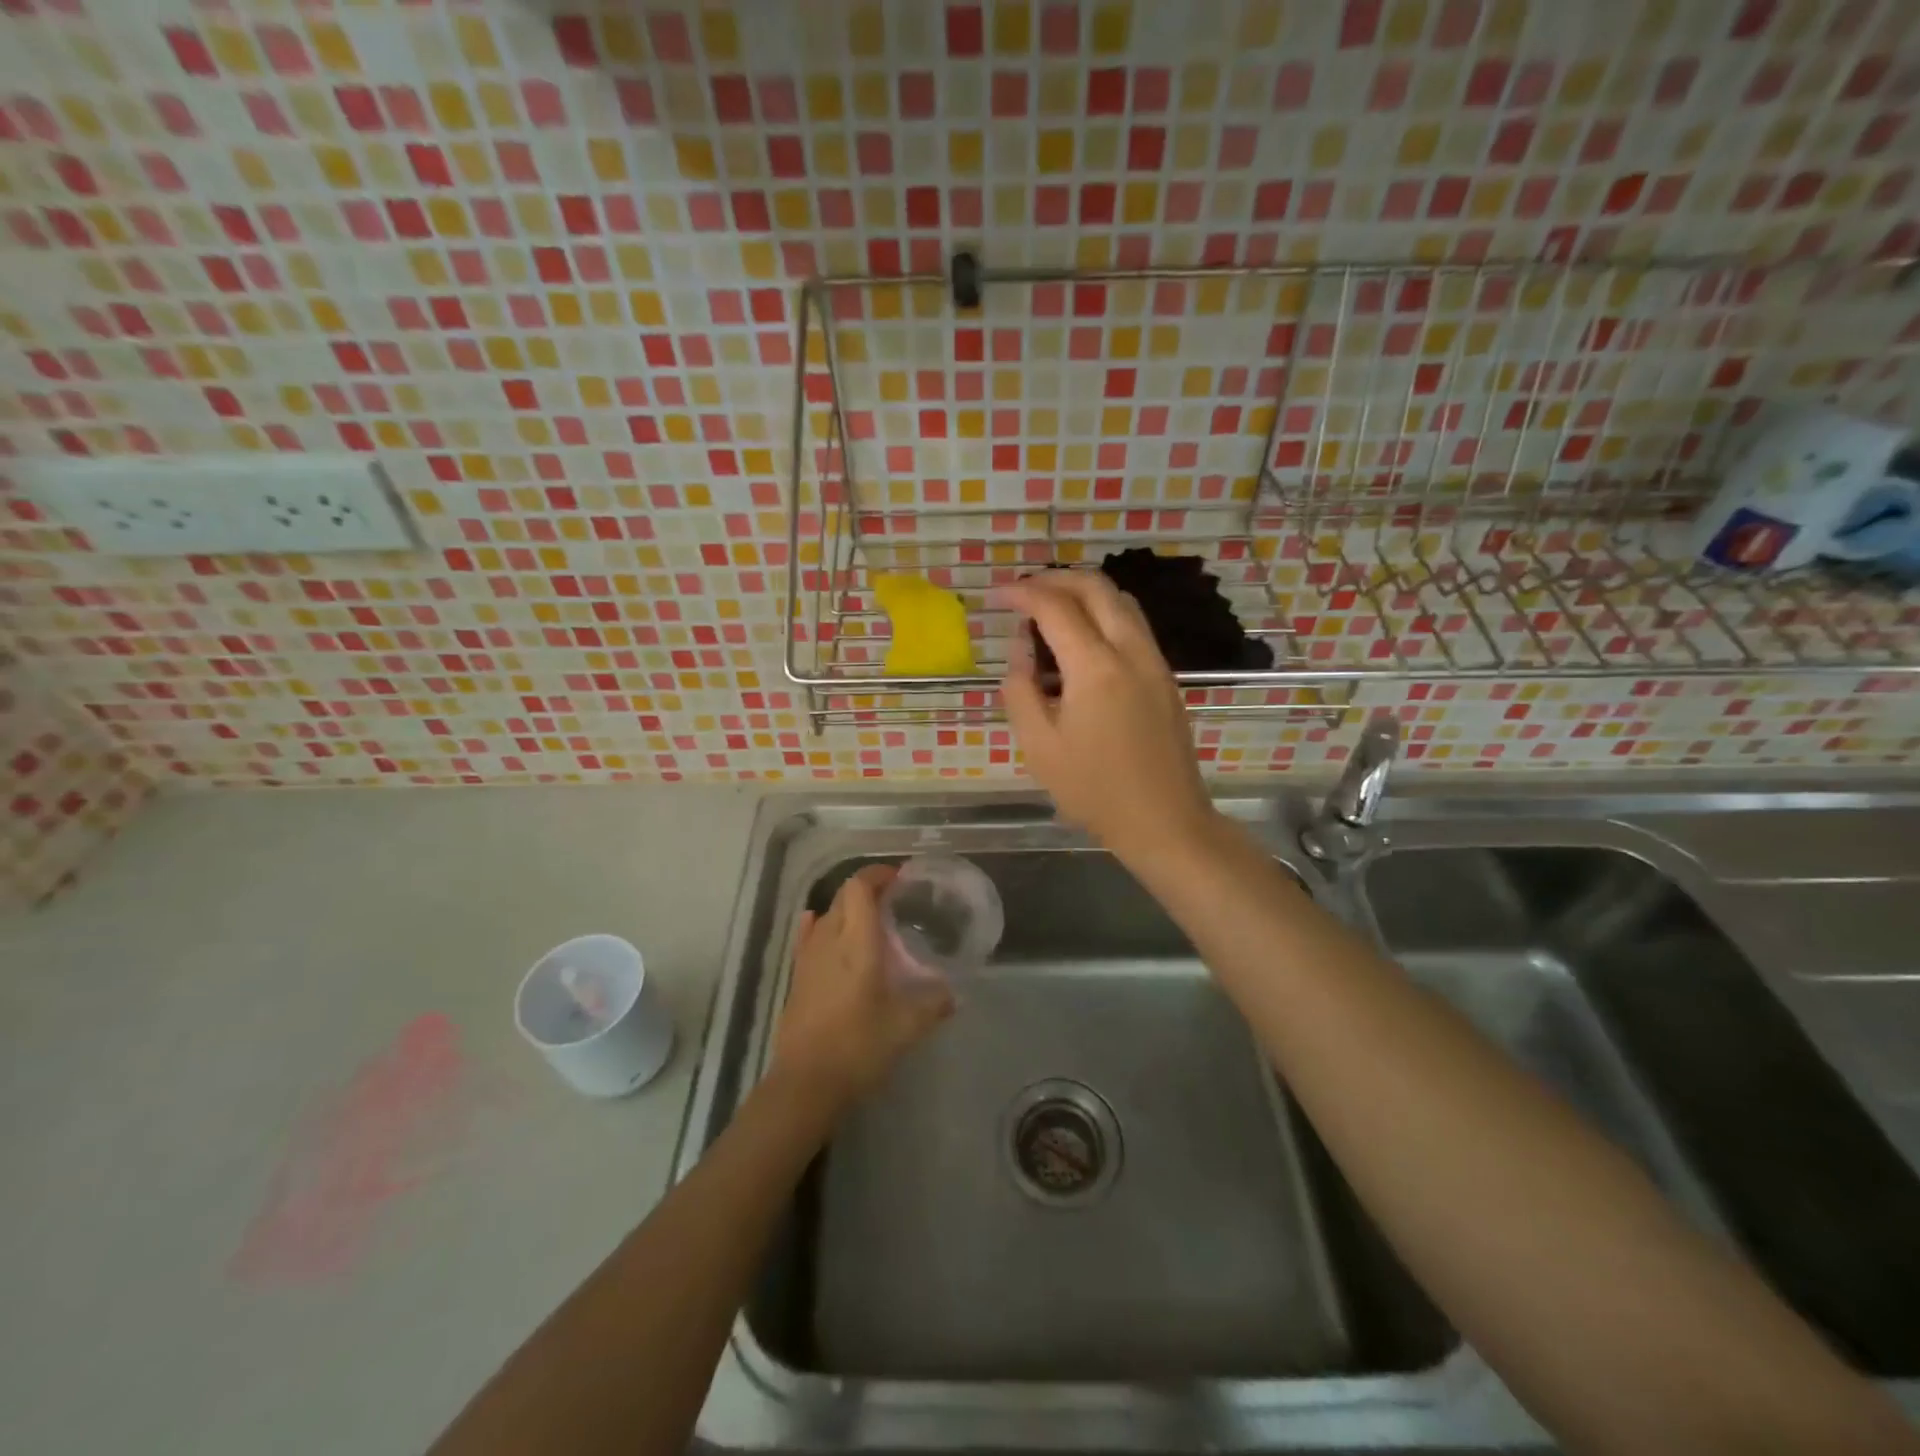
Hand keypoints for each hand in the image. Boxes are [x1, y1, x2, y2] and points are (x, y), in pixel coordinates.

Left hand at [769, 865, 953, 1110]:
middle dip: (867, 889)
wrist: (806, 1083)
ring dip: (848, 908)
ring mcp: (808, 957)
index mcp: (857, 942)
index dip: (878, 874)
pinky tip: (823, 928)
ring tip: (871, 921)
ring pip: (827, 914)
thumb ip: (933, 1004)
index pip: (860, 887)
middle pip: (844, 896)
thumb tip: (953, 993)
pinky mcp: (797, 976)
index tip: (899, 877)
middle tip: (894, 900)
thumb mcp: (907, 1027)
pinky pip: (808, 936)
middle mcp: (829, 939)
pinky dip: (820, 924)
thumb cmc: (859, 1047)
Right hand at [998, 570, 1216, 859]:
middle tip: (1022, 592)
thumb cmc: (1094, 790)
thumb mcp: (1039, 746)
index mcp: (1096, 668)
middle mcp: (1131, 651)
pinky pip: (1133, 625)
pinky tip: (1081, 638)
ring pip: (1121, 600)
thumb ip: (1021, 688)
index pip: (1055, 607)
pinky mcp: (1165, 677)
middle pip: (1095, 587)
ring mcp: (1155, 662)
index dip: (1022, 593)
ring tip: (1049, 609)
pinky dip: (1103, 613)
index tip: (996, 595)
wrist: (1164, 820)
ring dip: (1083, 592)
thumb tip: (1020, 648)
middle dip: (1054, 579)